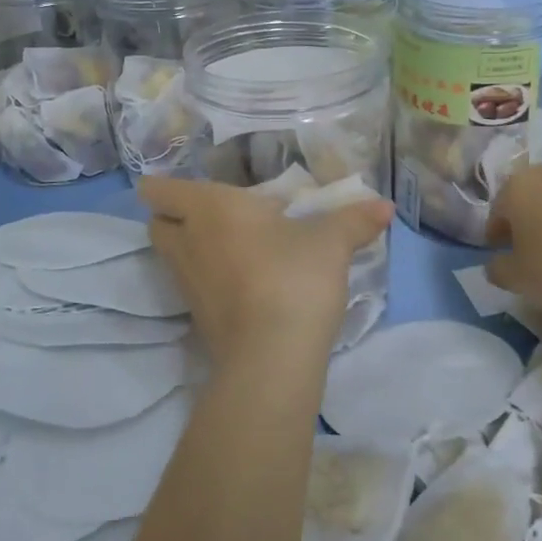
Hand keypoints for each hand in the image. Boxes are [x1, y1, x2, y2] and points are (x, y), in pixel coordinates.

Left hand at [138, 176, 393, 372]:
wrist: (272, 357)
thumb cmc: (293, 277)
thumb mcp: (332, 243)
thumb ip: (354, 220)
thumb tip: (385, 206)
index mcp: (210, 209)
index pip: (161, 191)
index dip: (159, 186)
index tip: (172, 183)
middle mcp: (189, 243)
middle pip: (156, 226)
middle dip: (170, 217)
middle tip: (203, 212)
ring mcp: (189, 285)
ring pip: (171, 258)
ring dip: (188, 248)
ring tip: (224, 243)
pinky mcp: (199, 320)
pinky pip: (192, 287)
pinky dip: (205, 278)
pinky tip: (238, 278)